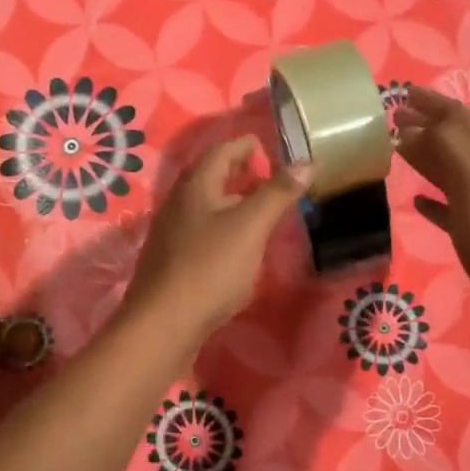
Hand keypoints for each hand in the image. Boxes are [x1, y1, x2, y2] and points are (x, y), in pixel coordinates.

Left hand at [124, 135, 312, 344]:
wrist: (163, 324)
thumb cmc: (210, 268)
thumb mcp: (250, 226)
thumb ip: (277, 193)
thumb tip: (306, 162)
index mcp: (196, 187)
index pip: (221, 151)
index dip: (245, 146)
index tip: (268, 148)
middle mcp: (178, 204)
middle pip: (210, 178)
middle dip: (239, 173)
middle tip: (269, 178)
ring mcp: (172, 234)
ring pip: (205, 207)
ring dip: (232, 202)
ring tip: (260, 212)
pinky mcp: (172, 262)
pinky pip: (201, 233)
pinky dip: (223, 229)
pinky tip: (238, 248)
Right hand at [394, 86, 469, 335]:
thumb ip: (443, 146)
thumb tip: (410, 129)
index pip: (455, 117)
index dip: (430, 102)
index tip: (399, 93)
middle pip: (451, 140)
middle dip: (423, 124)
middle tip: (390, 119)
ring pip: (447, 170)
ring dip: (424, 156)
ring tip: (395, 150)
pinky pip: (447, 206)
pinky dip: (430, 198)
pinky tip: (415, 200)